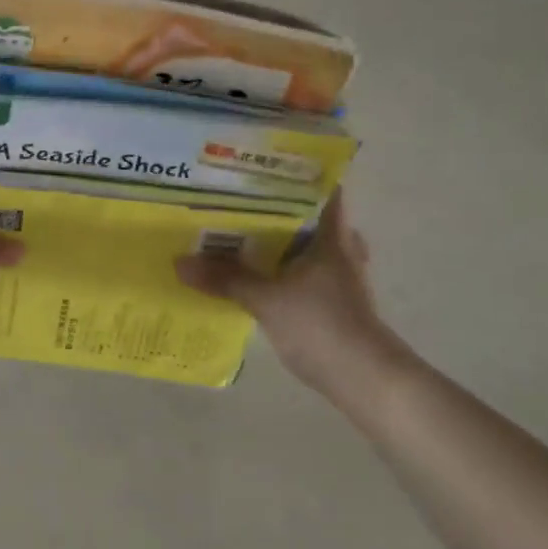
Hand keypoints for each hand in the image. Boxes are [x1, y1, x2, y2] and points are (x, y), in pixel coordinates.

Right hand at [175, 194, 402, 400]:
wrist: (367, 381)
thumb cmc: (322, 325)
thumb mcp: (266, 299)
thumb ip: (225, 278)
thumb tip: (180, 261)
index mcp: (332, 237)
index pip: (325, 191)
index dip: (299, 175)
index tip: (266, 167)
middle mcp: (342, 251)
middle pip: (314, 219)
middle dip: (282, 209)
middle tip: (243, 200)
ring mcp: (343, 280)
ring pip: (310, 249)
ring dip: (283, 242)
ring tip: (244, 235)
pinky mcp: (337, 305)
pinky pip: (306, 275)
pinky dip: (286, 271)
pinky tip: (260, 276)